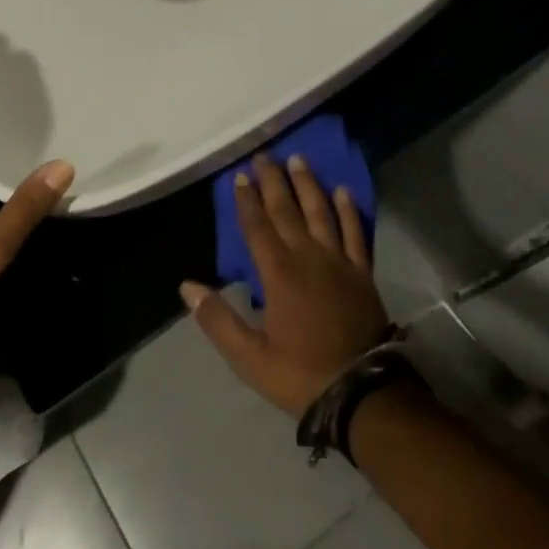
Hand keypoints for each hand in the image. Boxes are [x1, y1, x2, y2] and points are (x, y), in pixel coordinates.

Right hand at [180, 154, 389, 415]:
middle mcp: (308, 257)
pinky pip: (355, 233)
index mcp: (279, 274)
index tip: (240, 176)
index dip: (247, 201)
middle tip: (264, 156)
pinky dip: (348, 211)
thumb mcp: (249, 357)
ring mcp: (338, 262)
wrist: (361, 391)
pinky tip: (342, 191)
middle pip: (287, 211)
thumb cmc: (300, 374)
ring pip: (320, 213)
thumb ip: (217, 320)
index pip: (258, 228)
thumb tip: (187, 287)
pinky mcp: (362, 272)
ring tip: (298, 160)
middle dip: (273, 182)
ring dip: (308, 185)